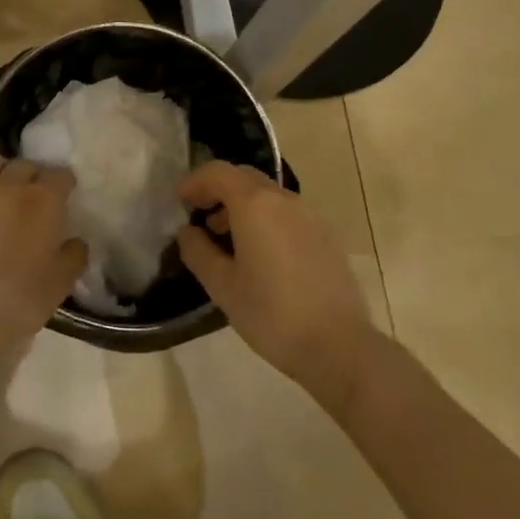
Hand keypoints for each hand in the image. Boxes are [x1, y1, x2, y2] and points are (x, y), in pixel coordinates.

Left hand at [0, 156, 85, 367]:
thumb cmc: (18, 297)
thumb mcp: (60, 283)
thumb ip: (73, 256)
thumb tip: (75, 243)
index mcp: (43, 200)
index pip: (61, 175)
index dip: (64, 184)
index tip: (65, 196)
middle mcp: (8, 185)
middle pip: (24, 165)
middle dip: (32, 176)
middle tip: (32, 197)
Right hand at [177, 161, 374, 411]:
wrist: (339, 346)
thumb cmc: (272, 314)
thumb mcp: (223, 287)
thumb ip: (199, 252)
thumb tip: (188, 232)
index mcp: (255, 204)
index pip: (217, 172)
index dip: (194, 182)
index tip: (179, 203)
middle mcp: (283, 199)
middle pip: (244, 177)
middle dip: (218, 190)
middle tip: (200, 217)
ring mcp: (309, 215)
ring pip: (268, 194)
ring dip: (242, 205)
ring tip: (228, 240)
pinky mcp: (326, 235)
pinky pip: (287, 212)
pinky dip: (266, 218)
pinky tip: (262, 254)